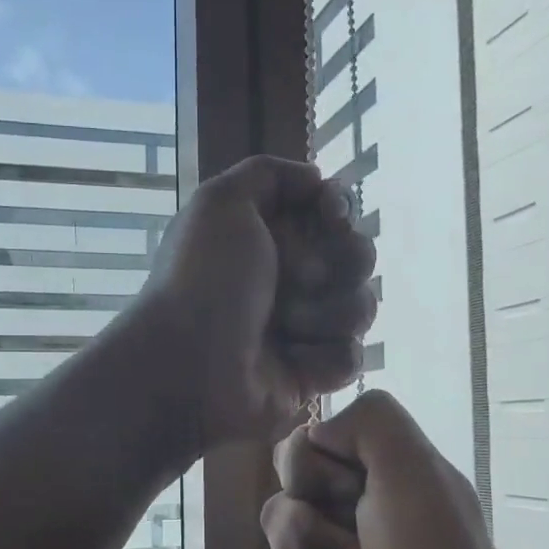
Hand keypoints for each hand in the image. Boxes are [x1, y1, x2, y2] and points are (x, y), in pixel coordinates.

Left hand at [136, 156, 376, 445]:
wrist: (188, 366)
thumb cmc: (203, 280)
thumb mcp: (219, 202)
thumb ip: (267, 173)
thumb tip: (317, 180)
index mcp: (269, 238)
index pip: (334, 214)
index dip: (340, 211)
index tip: (331, 217)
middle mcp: (289, 279)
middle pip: (358, 256)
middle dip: (338, 263)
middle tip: (297, 278)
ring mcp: (303, 328)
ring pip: (361, 307)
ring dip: (326, 313)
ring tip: (285, 326)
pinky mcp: (311, 375)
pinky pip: (350, 357)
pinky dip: (325, 357)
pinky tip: (293, 361)